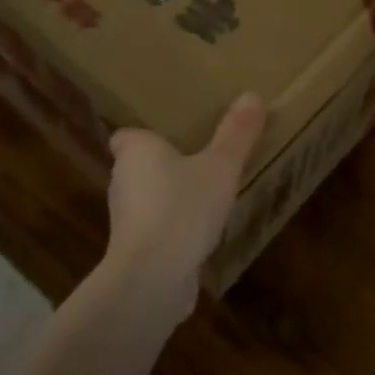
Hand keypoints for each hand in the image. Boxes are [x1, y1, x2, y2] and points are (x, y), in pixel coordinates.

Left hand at [101, 93, 267, 326]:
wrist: (152, 278)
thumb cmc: (182, 208)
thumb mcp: (220, 167)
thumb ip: (236, 134)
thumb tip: (252, 96)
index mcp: (135, 150)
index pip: (128, 136)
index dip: (148, 137)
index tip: (175, 137)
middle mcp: (122, 181)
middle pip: (140, 167)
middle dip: (165, 166)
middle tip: (201, 159)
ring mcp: (127, 220)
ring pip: (149, 200)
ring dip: (171, 199)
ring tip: (206, 196)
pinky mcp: (136, 251)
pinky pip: (157, 230)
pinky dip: (174, 230)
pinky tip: (203, 234)